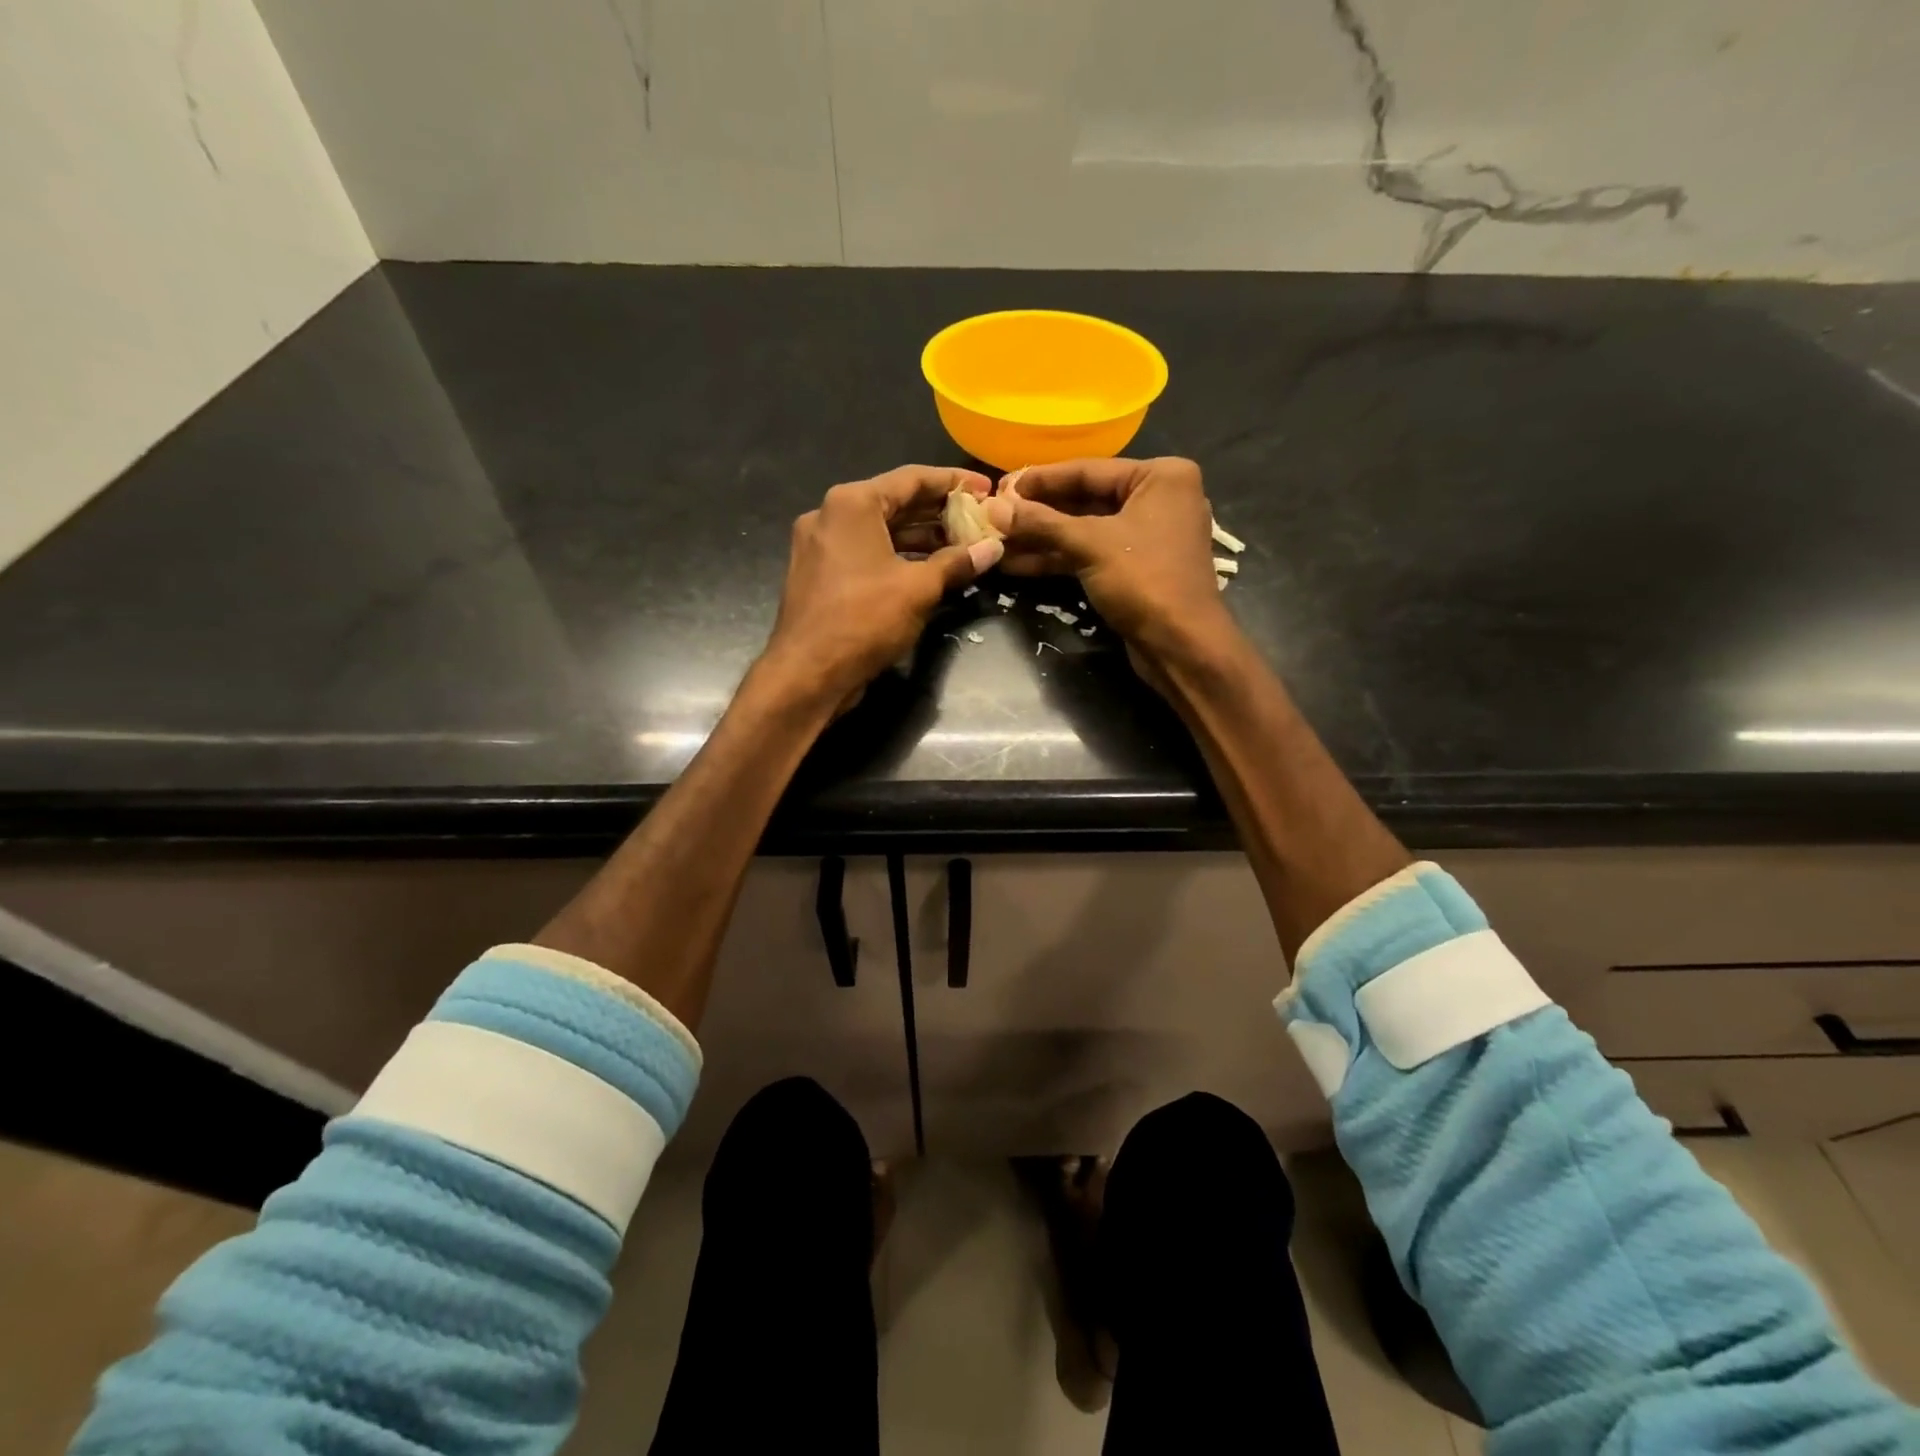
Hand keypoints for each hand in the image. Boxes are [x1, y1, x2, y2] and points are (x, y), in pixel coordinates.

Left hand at [760, 465, 1004, 707]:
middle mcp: (830, 515)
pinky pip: (866, 554)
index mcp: (852, 504)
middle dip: (939, 513)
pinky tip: (929, 570)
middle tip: (978, 519)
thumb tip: (993, 548)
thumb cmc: (864, 620)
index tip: (986, 488)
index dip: (954, 482)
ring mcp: (821, 546)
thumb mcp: (919, 588)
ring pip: (880, 532)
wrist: (807, 673)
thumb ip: (956, 562)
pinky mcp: (820, 575)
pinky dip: (897, 557)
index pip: (912, 478)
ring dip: (921, 538)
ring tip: (962, 546)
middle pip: (895, 503)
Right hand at [987, 457, 1238, 675]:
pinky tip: (1016, 564)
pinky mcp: (1133, 569)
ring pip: (1083, 531)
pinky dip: (1056, 558)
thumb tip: (993, 507)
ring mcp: (1145, 536)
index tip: (1001, 485)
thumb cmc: (1145, 580)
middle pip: (1084, 499)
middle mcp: (1156, 499)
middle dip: (1037, 513)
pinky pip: (1089, 554)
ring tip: (996, 542)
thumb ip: (1041, 523)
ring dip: (1041, 539)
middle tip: (994, 514)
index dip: (1040, 480)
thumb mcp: (1090, 545)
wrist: (1181, 646)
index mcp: (1160, 477)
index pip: (1088, 470)